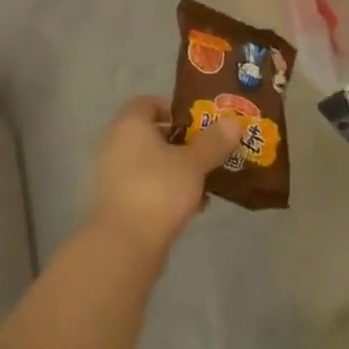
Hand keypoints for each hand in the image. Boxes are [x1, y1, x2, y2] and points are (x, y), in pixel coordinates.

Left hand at [89, 96, 242, 257]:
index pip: (148, 103)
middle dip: (182, 141)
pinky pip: (146, 186)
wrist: (124, 245)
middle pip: (152, 134)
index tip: (200, 121)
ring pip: (150, 163)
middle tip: (209, 149)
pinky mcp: (117, 203)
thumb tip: (235, 121)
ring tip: (206, 180)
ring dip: (177, 169)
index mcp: (129, 125)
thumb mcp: (193, 163)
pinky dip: (166, 190)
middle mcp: (115, 144)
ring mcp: (113, 175)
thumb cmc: (158, 190)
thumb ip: (214, 141)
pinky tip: (193, 206)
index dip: (174, 108)